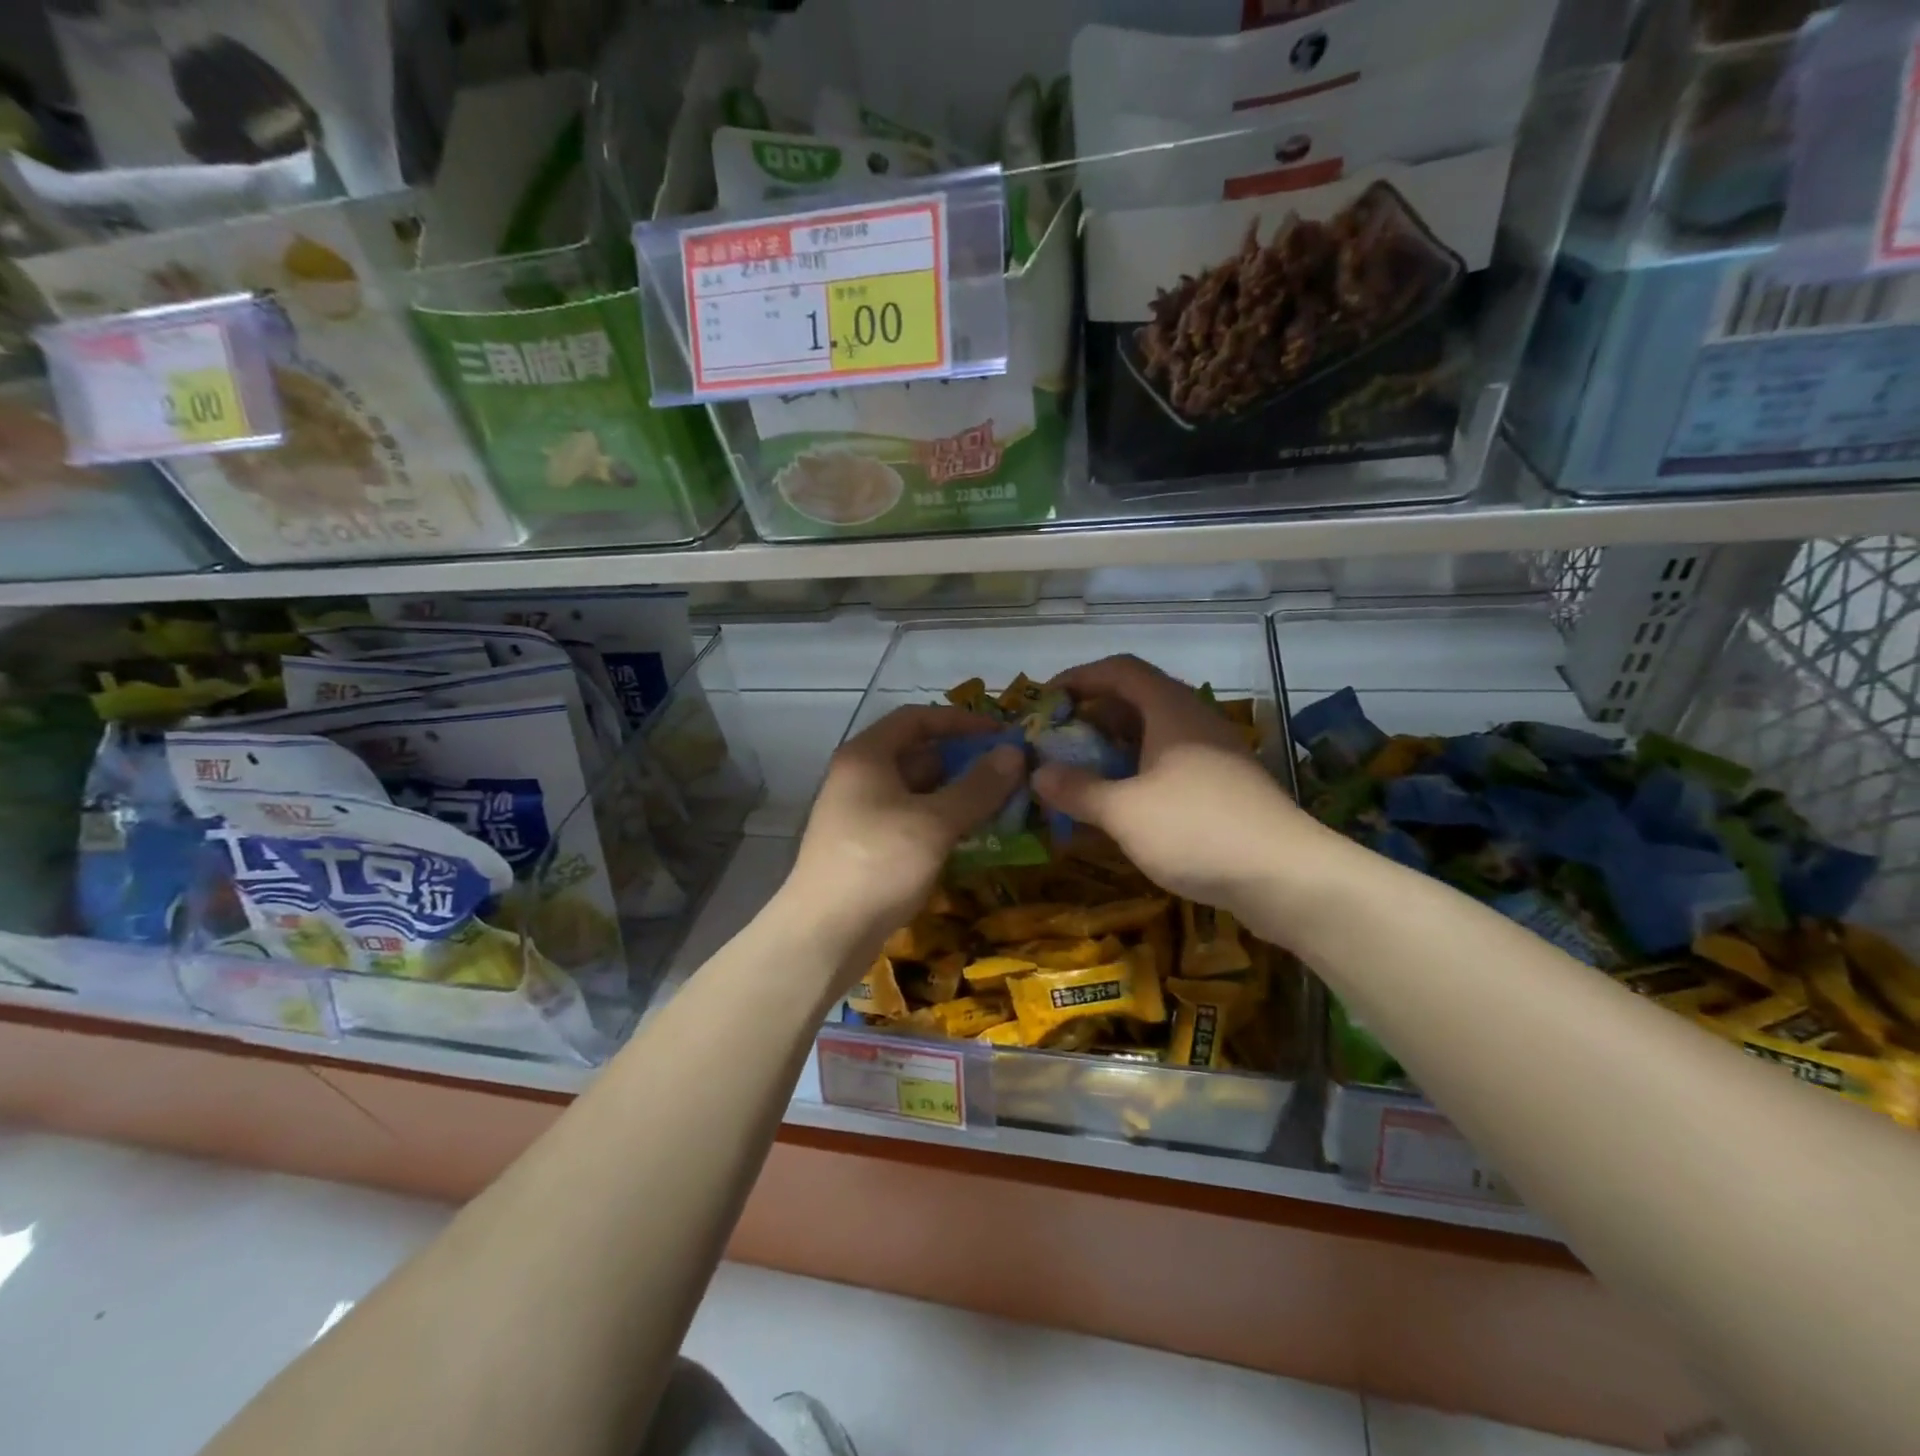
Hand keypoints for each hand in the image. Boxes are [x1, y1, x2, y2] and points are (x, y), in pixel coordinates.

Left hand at [781, 705, 1022, 974]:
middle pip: (918, 754)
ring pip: (917, 791)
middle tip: (1008, 775)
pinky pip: (911, 820)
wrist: (825, 934)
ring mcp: (861, 813)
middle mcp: (860, 777)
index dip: (960, 721)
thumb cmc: (878, 864)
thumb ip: (977, 787)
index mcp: (867, 756)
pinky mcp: (867, 846)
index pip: (916, 718)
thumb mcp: (935, 822)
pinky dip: (940, 821)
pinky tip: (971, 838)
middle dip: (964, 761)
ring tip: (1000, 806)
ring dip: (956, 795)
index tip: (999, 734)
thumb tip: (1014, 753)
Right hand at [1031, 655, 1324, 920]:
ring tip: (1081, 772)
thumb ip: (1078, 790)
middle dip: (1093, 715)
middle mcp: (1195, 722)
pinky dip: (1138, 772)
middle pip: (1137, 700)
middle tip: (1058, 740)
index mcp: (1171, 710)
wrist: (1285, 877)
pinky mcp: (1224, 787)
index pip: (1120, 670)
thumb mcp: (1124, 811)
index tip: (1045, 698)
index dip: (1080, 677)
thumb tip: (1038, 773)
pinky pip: (1170, 763)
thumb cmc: (1196, 830)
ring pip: (1155, 735)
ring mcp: (1215, 755)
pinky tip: (1122, 804)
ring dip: (1114, 747)